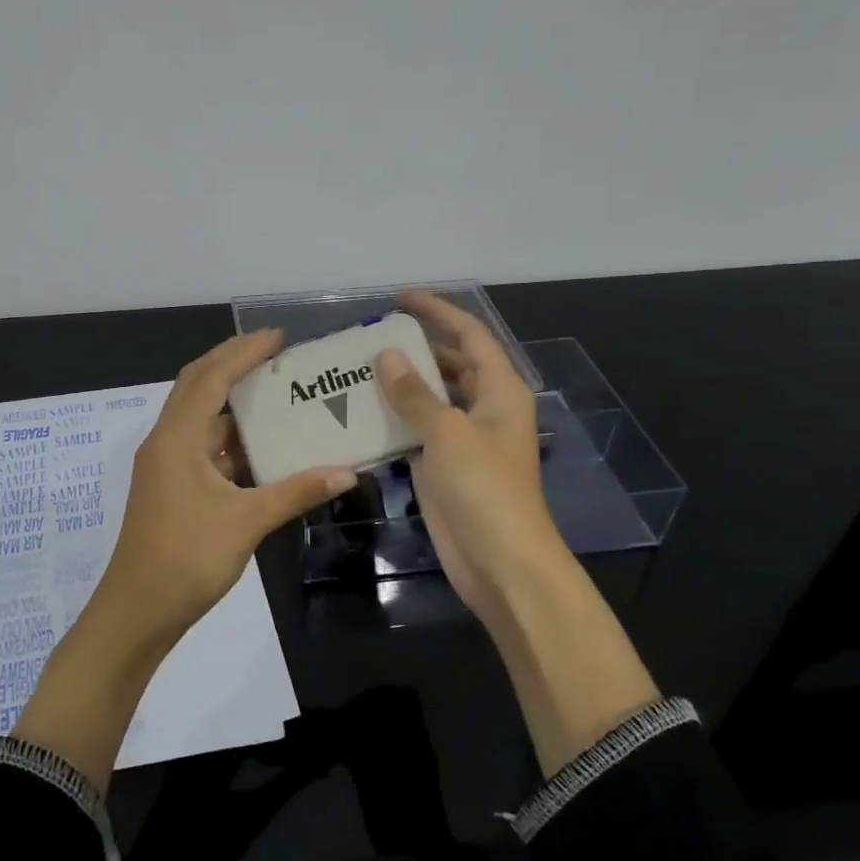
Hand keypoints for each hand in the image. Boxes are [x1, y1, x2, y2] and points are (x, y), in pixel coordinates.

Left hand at [14, 329, 355, 789]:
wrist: (137, 612)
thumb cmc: (187, 559)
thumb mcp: (246, 522)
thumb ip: (296, 492)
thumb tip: (346, 472)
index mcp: (177, 439)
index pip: (211, 378)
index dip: (243, 353)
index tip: (277, 336)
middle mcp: (166, 442)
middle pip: (197, 387)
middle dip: (232, 364)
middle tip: (274, 352)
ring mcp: (166, 465)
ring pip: (199, 418)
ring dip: (230, 400)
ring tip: (273, 389)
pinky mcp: (171, 486)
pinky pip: (202, 446)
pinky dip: (229, 436)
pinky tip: (259, 442)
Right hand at [375, 290, 564, 618]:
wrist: (501, 562)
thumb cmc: (485, 489)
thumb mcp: (448, 433)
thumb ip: (415, 393)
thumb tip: (386, 356)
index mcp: (500, 390)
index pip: (469, 335)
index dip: (438, 312)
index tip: (401, 297)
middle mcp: (484, 407)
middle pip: (450, 363)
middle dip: (416, 345)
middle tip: (371, 334)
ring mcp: (464, 437)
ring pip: (431, 397)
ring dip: (401, 382)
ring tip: (358, 366)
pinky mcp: (444, 464)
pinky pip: (416, 428)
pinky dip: (394, 417)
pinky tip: (361, 409)